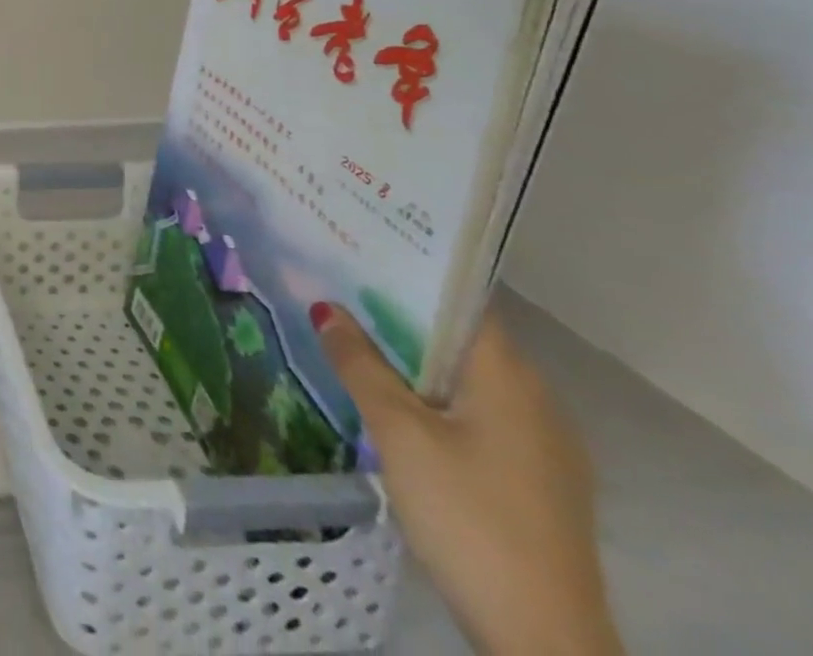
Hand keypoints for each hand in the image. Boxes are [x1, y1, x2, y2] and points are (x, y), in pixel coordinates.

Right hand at [314, 305, 623, 655]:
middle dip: (399, 315)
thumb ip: (360, 364)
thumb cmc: (469, 517)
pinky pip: (478, 414)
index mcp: (511, 377)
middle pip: (460, 338)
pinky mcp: (536, 482)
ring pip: (466, 379)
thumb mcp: (399, 433)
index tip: (356, 252)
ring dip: (414, 359)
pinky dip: (434, 397)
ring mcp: (542, 446)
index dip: (407, 273)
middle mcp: (536, 400)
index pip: (459, 300)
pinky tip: (393, 404)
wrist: (544, 642)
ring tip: (353, 339)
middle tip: (337, 290)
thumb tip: (326, 308)